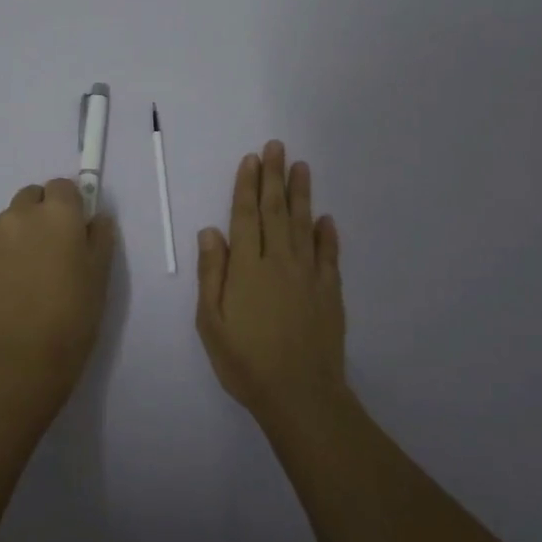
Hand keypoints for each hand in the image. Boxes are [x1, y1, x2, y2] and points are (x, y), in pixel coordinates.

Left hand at [0, 178, 116, 411]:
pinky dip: (12, 244)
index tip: (81, 228)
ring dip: (27, 226)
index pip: (64, 186)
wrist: (24, 354)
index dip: (74, 203)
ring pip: (15, 215)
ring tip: (39, 264)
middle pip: (35, 195)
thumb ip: (100, 236)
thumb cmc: (73, 312)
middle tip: (61, 245)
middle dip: (47, 209)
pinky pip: (1, 236)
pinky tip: (22, 276)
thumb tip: (95, 218)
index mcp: (58, 212)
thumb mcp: (100, 273)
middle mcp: (23, 213)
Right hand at [195, 141, 346, 422]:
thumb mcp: (211, 322)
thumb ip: (211, 274)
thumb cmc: (246, 361)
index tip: (251, 159)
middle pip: (275, 211)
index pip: (245, 216)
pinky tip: (326, 218)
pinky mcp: (331, 292)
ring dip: (301, 193)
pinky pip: (329, 255)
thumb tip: (210, 231)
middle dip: (274, 177)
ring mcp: (309, 275)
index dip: (246, 186)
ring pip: (304, 224)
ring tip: (300, 166)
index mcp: (247, 268)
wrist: (300, 394)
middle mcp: (279, 262)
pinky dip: (327, 234)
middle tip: (276, 147)